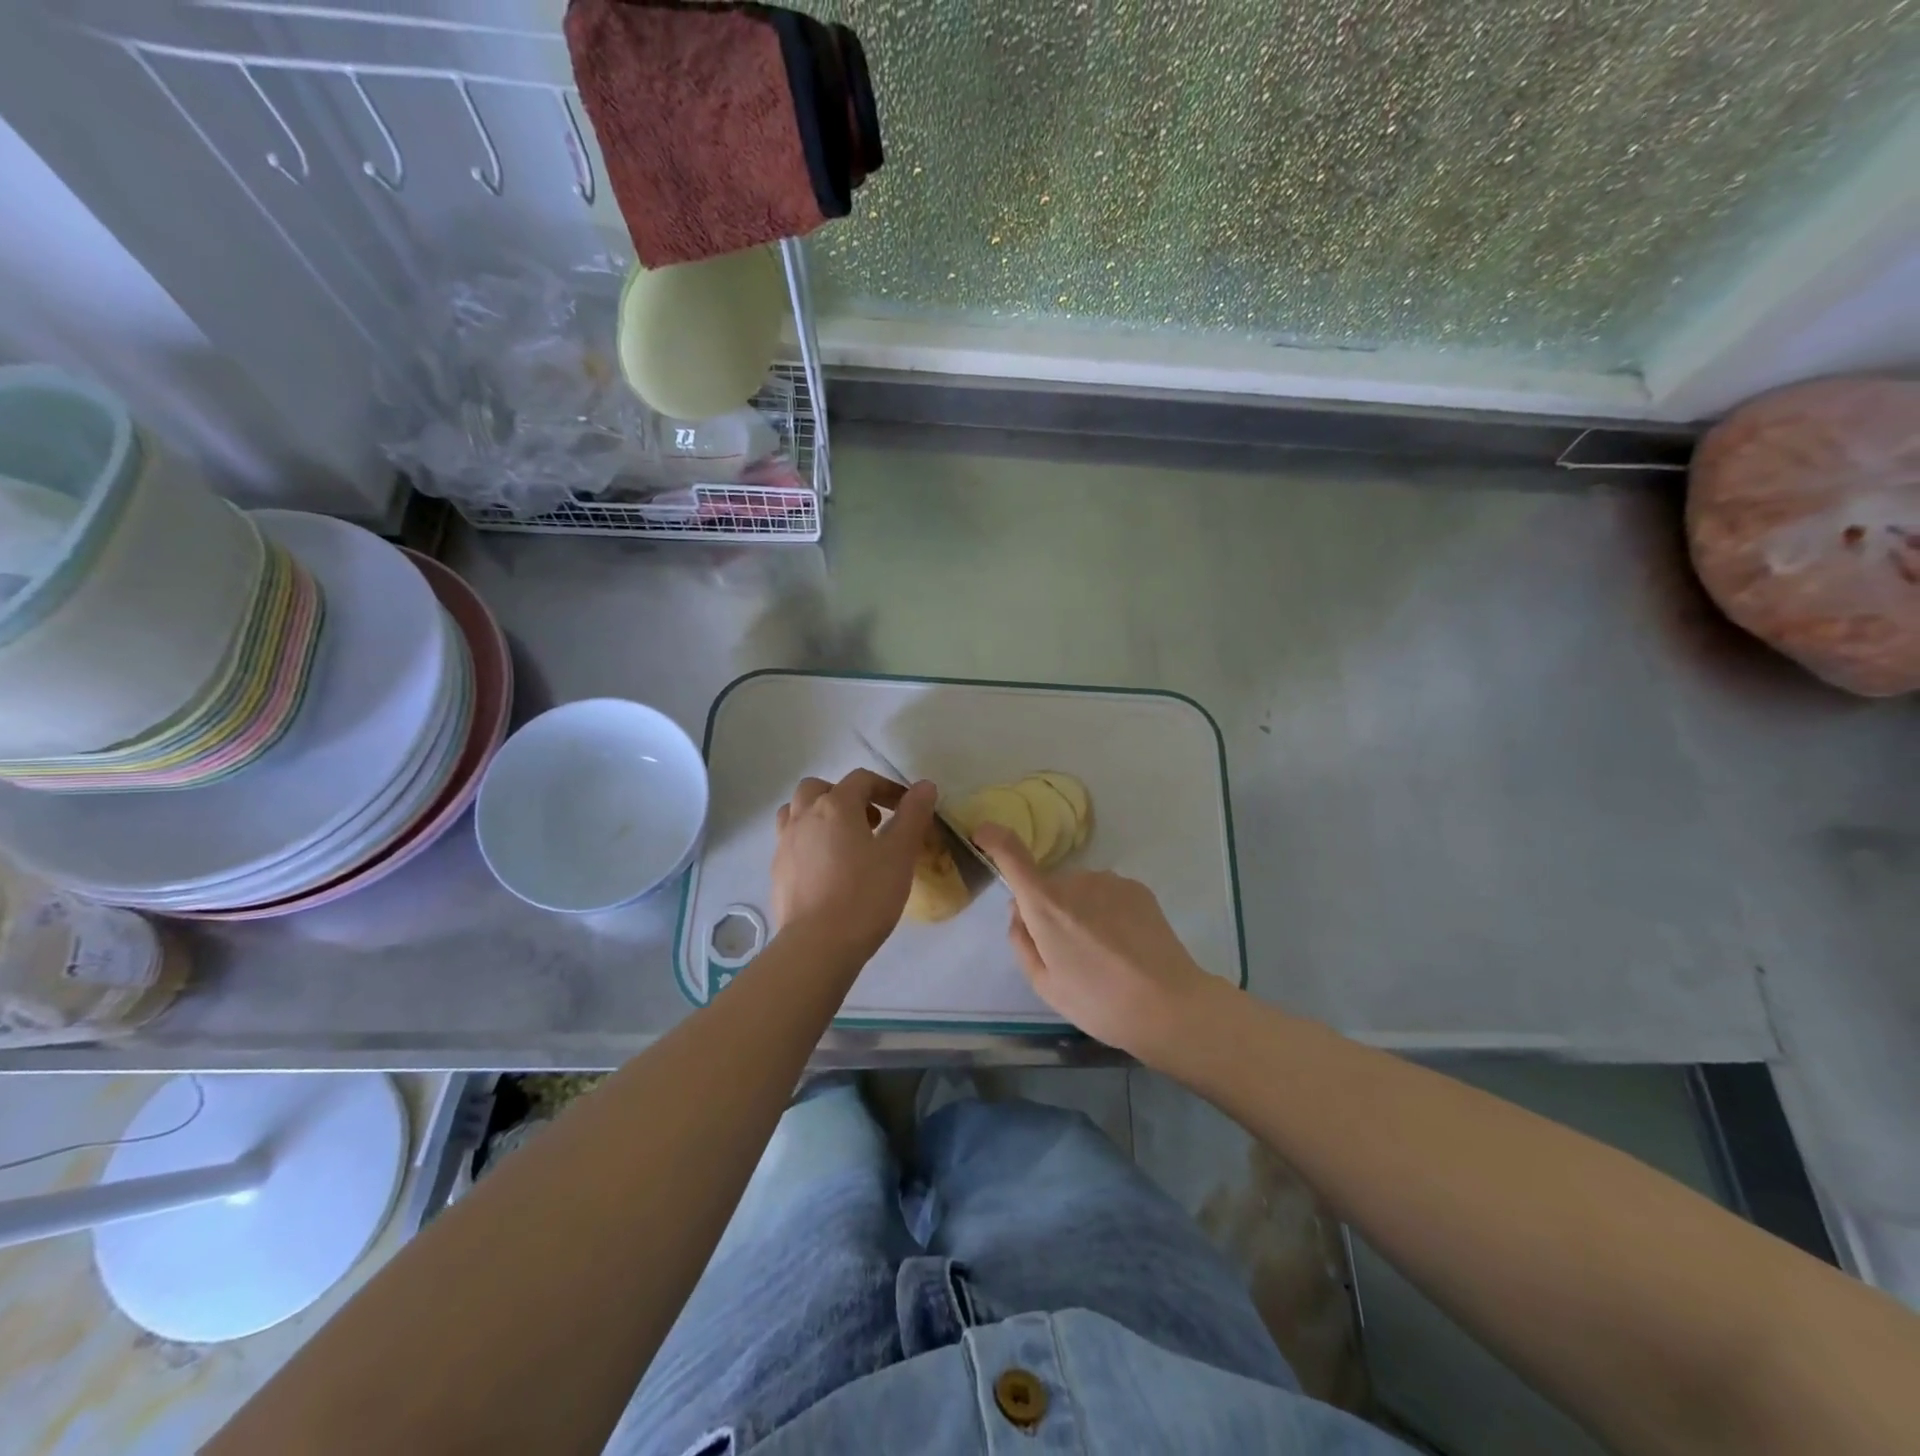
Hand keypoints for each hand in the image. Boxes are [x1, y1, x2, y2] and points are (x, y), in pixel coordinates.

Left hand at [772, 770, 937, 960]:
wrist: (818, 945)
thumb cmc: (865, 895)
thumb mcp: (900, 854)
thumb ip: (913, 815)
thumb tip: (925, 785)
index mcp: (835, 806)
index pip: (862, 780)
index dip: (887, 788)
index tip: (906, 807)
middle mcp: (804, 816)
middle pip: (819, 788)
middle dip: (846, 796)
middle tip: (870, 821)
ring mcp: (785, 843)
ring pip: (797, 811)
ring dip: (819, 814)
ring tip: (844, 840)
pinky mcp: (777, 871)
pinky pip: (791, 841)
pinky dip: (809, 841)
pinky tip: (828, 868)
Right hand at [973, 825, 1220, 1061]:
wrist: (1168, 1005)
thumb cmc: (1098, 1002)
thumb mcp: (1044, 985)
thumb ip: (1022, 942)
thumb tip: (1019, 911)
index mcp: (1045, 905)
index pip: (1012, 856)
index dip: (994, 839)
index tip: (982, 834)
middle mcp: (1075, 881)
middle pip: (1050, 888)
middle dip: (1050, 912)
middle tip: (1070, 956)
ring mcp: (1109, 881)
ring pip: (1080, 891)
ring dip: (1081, 912)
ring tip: (1104, 955)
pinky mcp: (1137, 887)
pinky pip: (1107, 894)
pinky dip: (1107, 912)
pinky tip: (1125, 945)